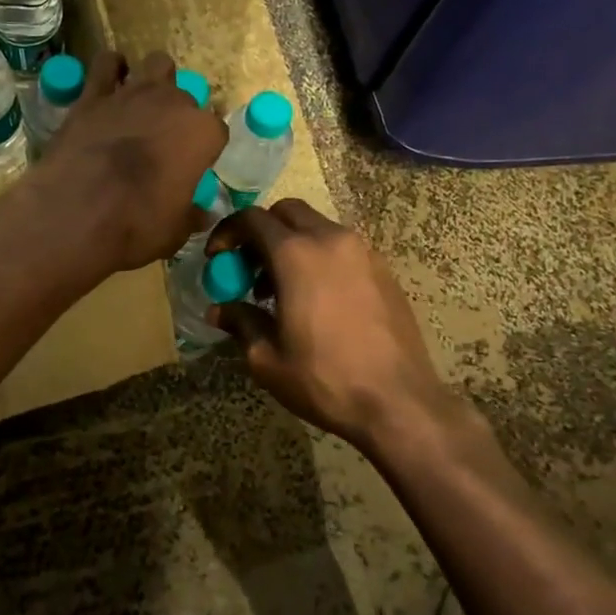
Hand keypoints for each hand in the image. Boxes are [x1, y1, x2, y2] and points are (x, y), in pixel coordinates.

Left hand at [27, 50, 226, 271]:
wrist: (76, 212)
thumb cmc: (137, 225)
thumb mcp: (175, 231)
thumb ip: (191, 215)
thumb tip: (202, 214)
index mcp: (202, 133)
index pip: (216, 131)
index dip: (204, 148)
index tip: (193, 165)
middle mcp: (173, 103)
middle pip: (186, 98)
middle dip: (179, 115)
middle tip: (163, 140)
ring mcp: (133, 93)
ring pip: (157, 64)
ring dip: (154, 80)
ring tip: (143, 102)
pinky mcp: (94, 94)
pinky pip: (107, 64)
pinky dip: (111, 69)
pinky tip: (109, 82)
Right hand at [206, 201, 452, 448]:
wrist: (399, 402)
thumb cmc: (325, 379)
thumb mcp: (268, 359)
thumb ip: (240, 323)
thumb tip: (218, 310)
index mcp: (296, 254)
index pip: (252, 218)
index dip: (228, 232)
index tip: (216, 257)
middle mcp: (330, 240)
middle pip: (287, 212)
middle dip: (261, 231)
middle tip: (249, 267)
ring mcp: (362, 251)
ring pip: (317, 227)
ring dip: (291, 244)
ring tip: (281, 289)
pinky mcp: (383, 269)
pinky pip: (341, 247)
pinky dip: (320, 257)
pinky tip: (317, 299)